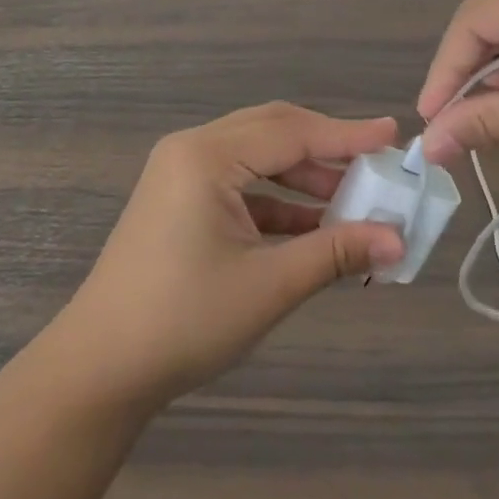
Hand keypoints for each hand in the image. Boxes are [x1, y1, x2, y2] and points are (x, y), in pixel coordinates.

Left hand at [43, 105, 404, 410]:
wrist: (101, 367)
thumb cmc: (184, 319)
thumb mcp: (268, 285)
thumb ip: (335, 253)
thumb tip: (397, 241)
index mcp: (207, 156)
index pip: (291, 132)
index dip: (346, 134)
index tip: (393, 135)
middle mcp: (192, 150)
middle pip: (273, 132)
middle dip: (326, 149)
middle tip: (377, 165)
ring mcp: (181, 173)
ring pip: (257, 157)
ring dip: (303, 177)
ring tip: (353, 201)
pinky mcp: (179, 199)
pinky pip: (239, 184)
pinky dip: (276, 200)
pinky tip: (312, 226)